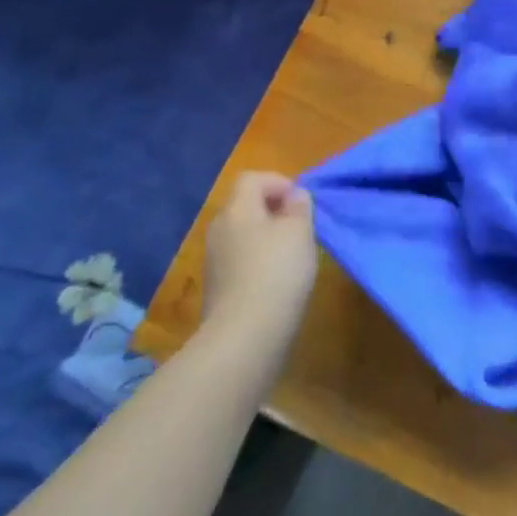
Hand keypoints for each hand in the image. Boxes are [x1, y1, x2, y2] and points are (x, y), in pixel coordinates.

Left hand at [201, 172, 318, 355]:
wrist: (243, 337)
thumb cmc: (276, 272)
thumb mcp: (299, 232)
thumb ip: (299, 207)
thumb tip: (294, 196)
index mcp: (237, 209)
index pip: (252, 178)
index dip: (278, 182)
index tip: (301, 203)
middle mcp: (219, 229)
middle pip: (246, 206)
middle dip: (274, 211)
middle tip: (300, 228)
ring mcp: (214, 260)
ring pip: (244, 235)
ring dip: (267, 239)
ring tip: (293, 256)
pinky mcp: (217, 288)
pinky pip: (240, 261)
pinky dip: (259, 263)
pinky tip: (277, 282)